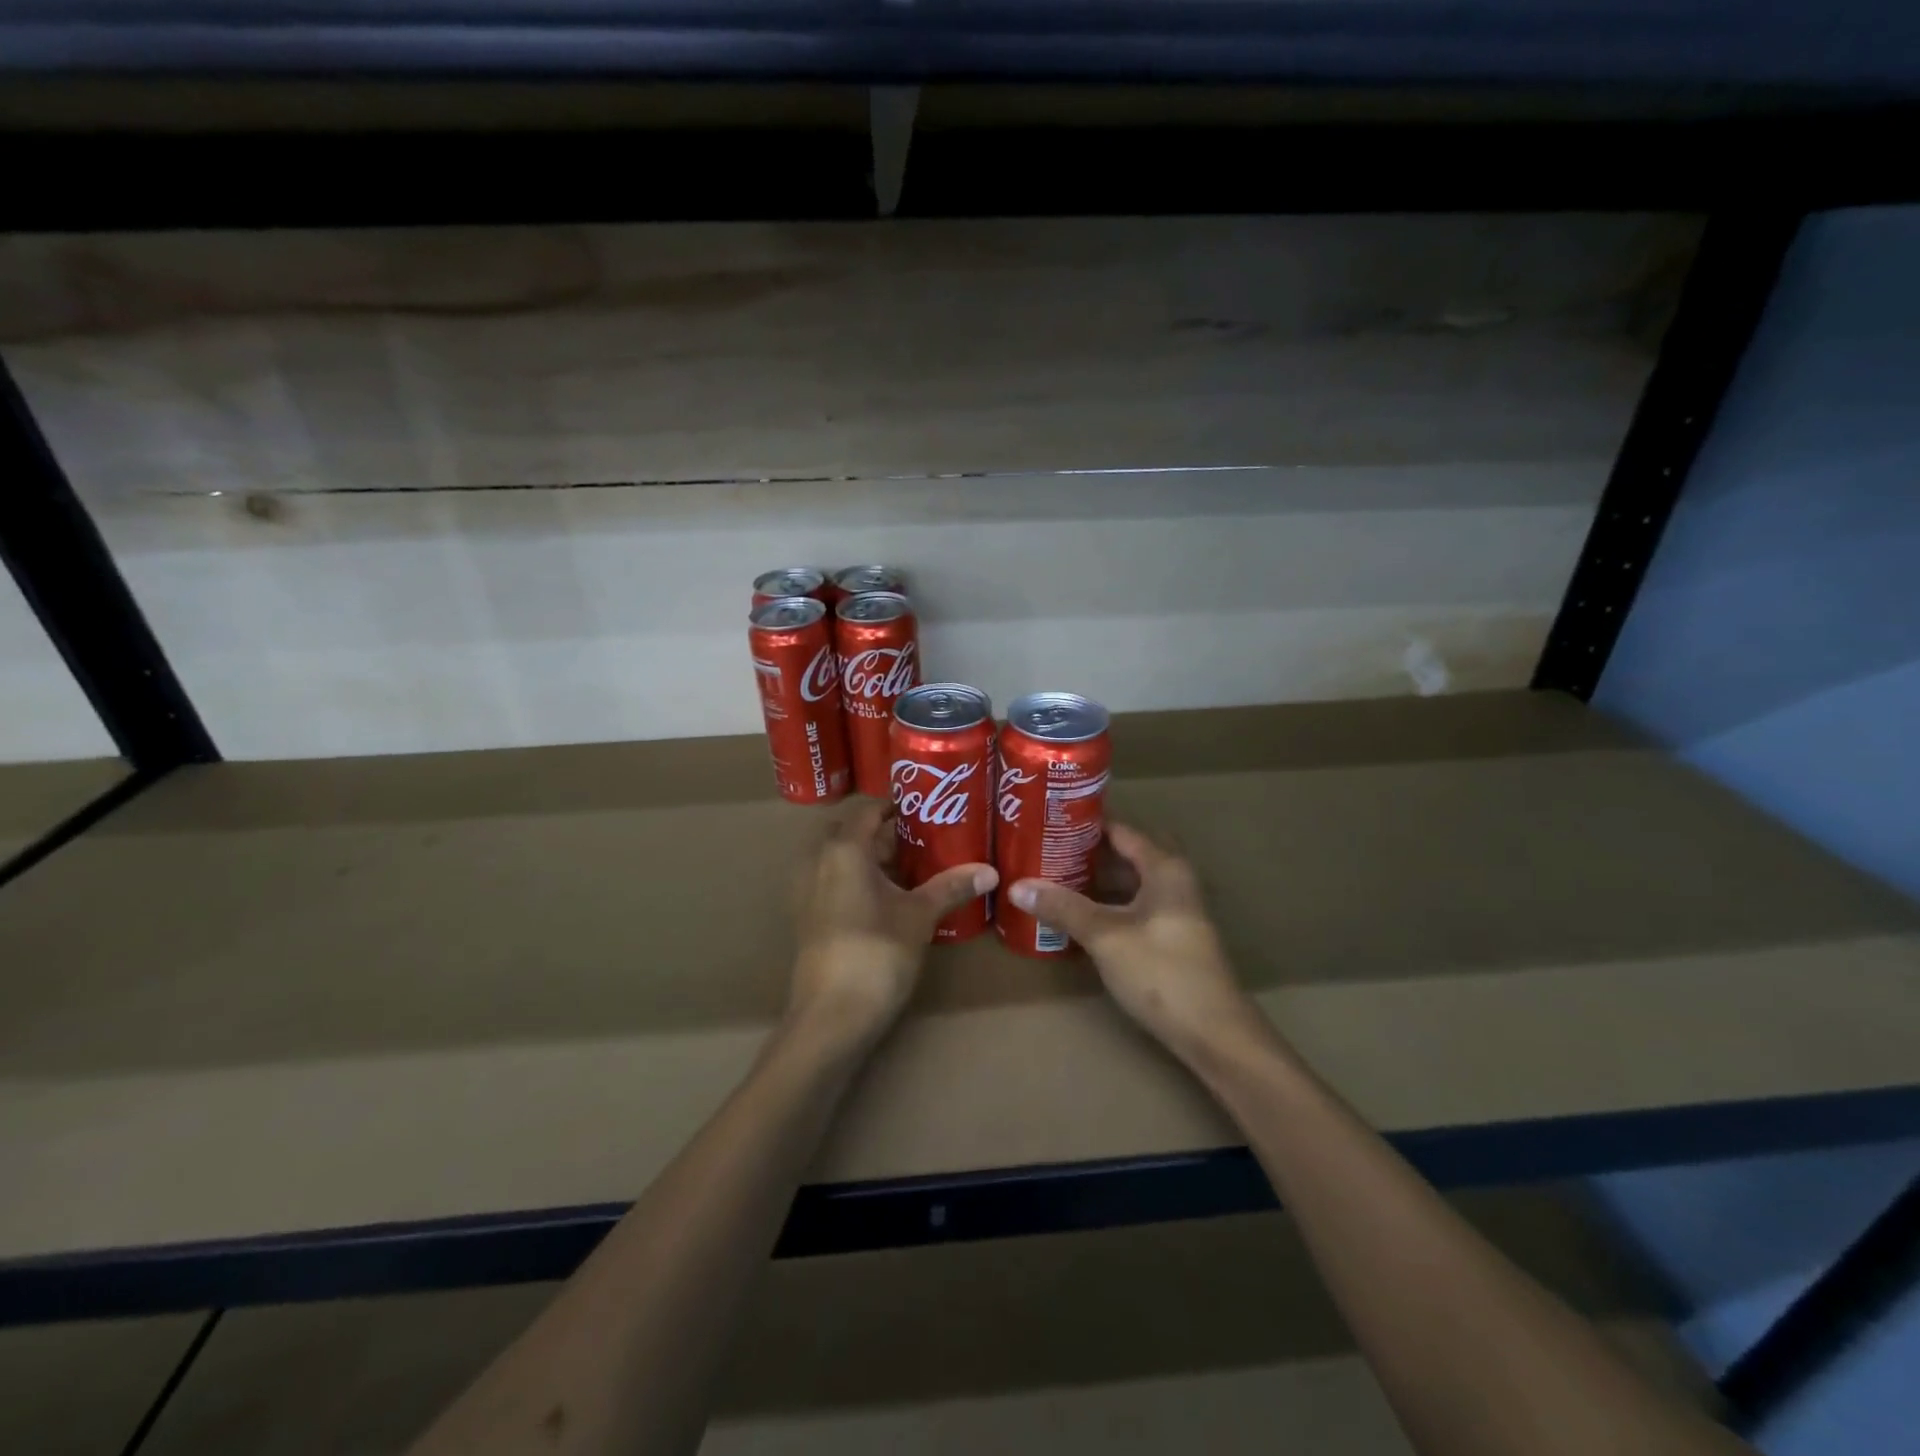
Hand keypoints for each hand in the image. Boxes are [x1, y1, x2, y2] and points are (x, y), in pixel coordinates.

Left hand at [789, 800, 997, 1048]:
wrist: (832, 1016)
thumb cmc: (877, 953)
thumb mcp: (920, 916)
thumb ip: (952, 887)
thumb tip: (991, 871)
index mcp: (843, 849)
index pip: (867, 810)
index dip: (896, 806)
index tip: (927, 810)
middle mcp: (817, 862)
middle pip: (850, 832)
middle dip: (882, 833)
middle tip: (920, 840)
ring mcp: (807, 891)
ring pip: (838, 858)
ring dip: (869, 858)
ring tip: (909, 869)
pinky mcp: (808, 917)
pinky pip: (831, 882)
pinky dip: (855, 880)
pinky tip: (887, 899)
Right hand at [1007, 824, 1273, 1066]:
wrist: (1213, 1032)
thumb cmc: (1161, 971)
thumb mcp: (1105, 935)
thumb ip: (1062, 907)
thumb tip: (1017, 885)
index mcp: (1164, 868)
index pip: (1121, 830)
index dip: (1085, 824)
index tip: (1048, 819)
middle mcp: (1173, 881)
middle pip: (1124, 856)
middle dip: (1086, 853)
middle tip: (1045, 849)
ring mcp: (1174, 912)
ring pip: (1128, 884)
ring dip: (1095, 882)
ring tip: (1052, 878)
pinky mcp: (1170, 938)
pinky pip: (1132, 908)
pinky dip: (1106, 906)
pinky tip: (1077, 916)